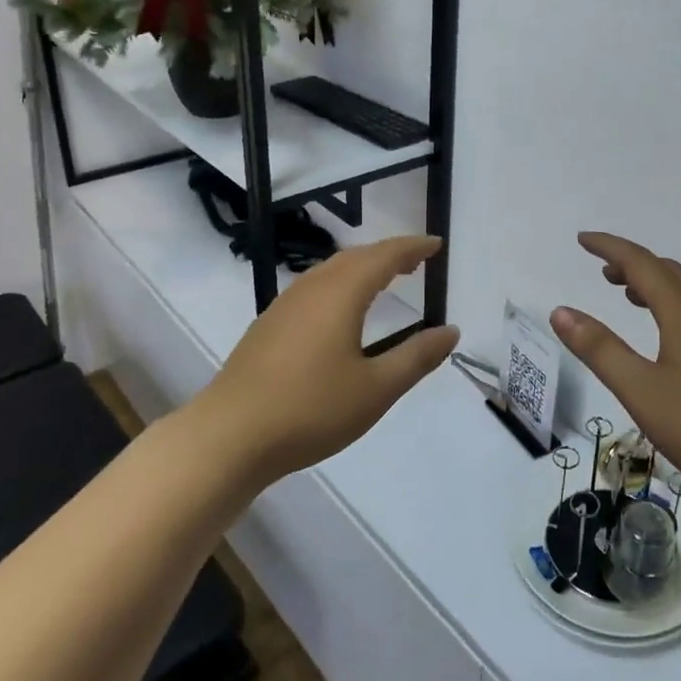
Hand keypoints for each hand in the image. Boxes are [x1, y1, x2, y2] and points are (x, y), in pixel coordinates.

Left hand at [197, 235, 458, 485]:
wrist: (230, 435)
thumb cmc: (310, 409)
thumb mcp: (375, 389)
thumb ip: (416, 357)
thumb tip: (451, 331)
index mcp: (341, 294)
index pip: (384, 257)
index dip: (412, 248)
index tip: (436, 245)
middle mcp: (312, 289)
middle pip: (355, 257)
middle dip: (388, 254)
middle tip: (415, 261)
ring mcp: (284, 306)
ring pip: (330, 271)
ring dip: (361, 267)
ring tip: (384, 279)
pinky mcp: (268, 326)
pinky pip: (313, 288)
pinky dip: (339, 285)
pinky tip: (339, 311)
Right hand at [551, 232, 680, 508]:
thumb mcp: (640, 389)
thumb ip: (599, 349)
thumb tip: (561, 312)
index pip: (641, 262)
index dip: (609, 247)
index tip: (583, 239)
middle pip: (667, 271)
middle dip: (632, 264)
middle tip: (602, 271)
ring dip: (654, 284)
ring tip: (628, 296)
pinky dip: (672, 305)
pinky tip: (667, 336)